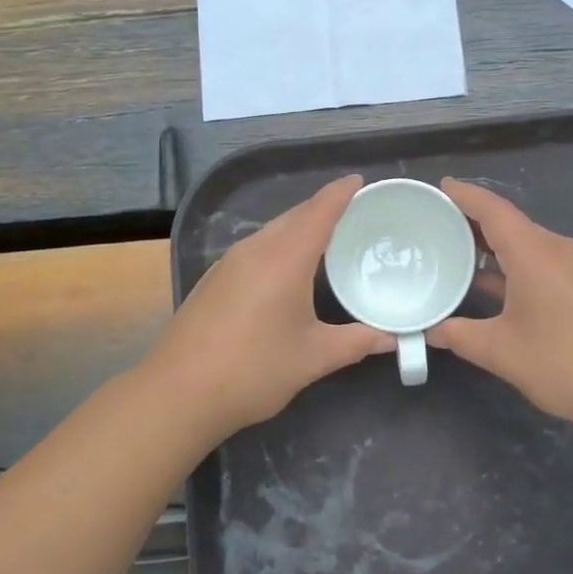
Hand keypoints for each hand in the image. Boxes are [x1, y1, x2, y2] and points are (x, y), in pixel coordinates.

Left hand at [142, 175, 391, 439]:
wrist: (178, 393)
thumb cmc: (254, 370)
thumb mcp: (314, 358)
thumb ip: (357, 342)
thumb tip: (394, 338)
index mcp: (284, 259)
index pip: (319, 212)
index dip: (340, 193)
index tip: (360, 180)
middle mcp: (255, 249)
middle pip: (294, 216)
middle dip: (323, 208)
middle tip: (354, 211)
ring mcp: (229, 262)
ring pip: (272, 231)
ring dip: (300, 226)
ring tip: (327, 237)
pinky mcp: (214, 279)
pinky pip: (256, 247)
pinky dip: (280, 244)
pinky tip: (287, 267)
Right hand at [430, 179, 572, 427]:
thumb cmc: (565, 363)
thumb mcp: (501, 352)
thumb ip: (460, 336)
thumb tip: (430, 331)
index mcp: (534, 253)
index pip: (493, 210)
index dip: (465, 195)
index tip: (440, 187)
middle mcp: (557, 248)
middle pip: (510, 223)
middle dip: (474, 221)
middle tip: (438, 224)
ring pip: (528, 243)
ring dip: (495, 245)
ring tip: (459, 253)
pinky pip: (543, 261)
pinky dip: (515, 263)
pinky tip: (497, 284)